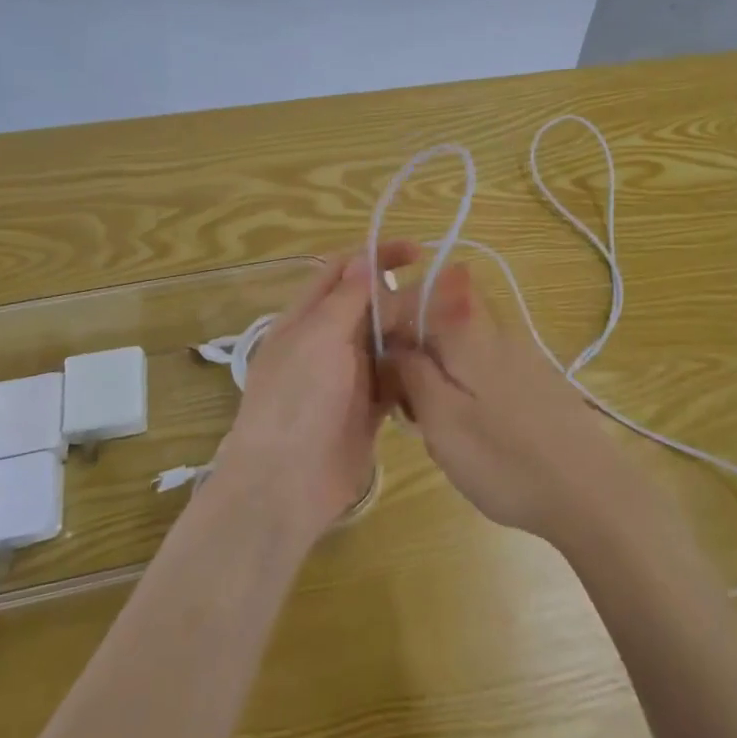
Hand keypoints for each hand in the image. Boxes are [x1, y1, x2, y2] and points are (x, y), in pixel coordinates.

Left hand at [217, 242, 419, 541]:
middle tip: (448, 298)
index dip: (377, 256)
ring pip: (388, 341)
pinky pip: (396, 378)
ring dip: (414, 332)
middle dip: (405, 296)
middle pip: (371, 306)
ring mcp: (348, 376)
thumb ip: (345, 298)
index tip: (418, 252)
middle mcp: (328, 341)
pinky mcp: (368, 408)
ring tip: (452, 328)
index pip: (344, 271)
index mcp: (307, 318)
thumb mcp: (318, 338)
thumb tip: (363, 257)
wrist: (284, 485)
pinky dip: (415, 369)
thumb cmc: (297, 401)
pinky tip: (441, 364)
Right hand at [376, 262, 654, 546]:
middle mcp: (498, 333)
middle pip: (441, 331)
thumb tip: (392, 342)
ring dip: (444, 386)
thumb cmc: (504, 459)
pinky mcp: (542, 384)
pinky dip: (473, 399)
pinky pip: (490, 377)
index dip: (393, 330)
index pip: (418, 302)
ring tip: (447, 437)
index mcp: (468, 334)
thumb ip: (412, 372)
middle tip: (416, 417)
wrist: (591, 493)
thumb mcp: (441, 419)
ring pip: (465, 357)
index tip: (384, 374)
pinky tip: (482, 440)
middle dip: (419, 365)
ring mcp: (524, 358)